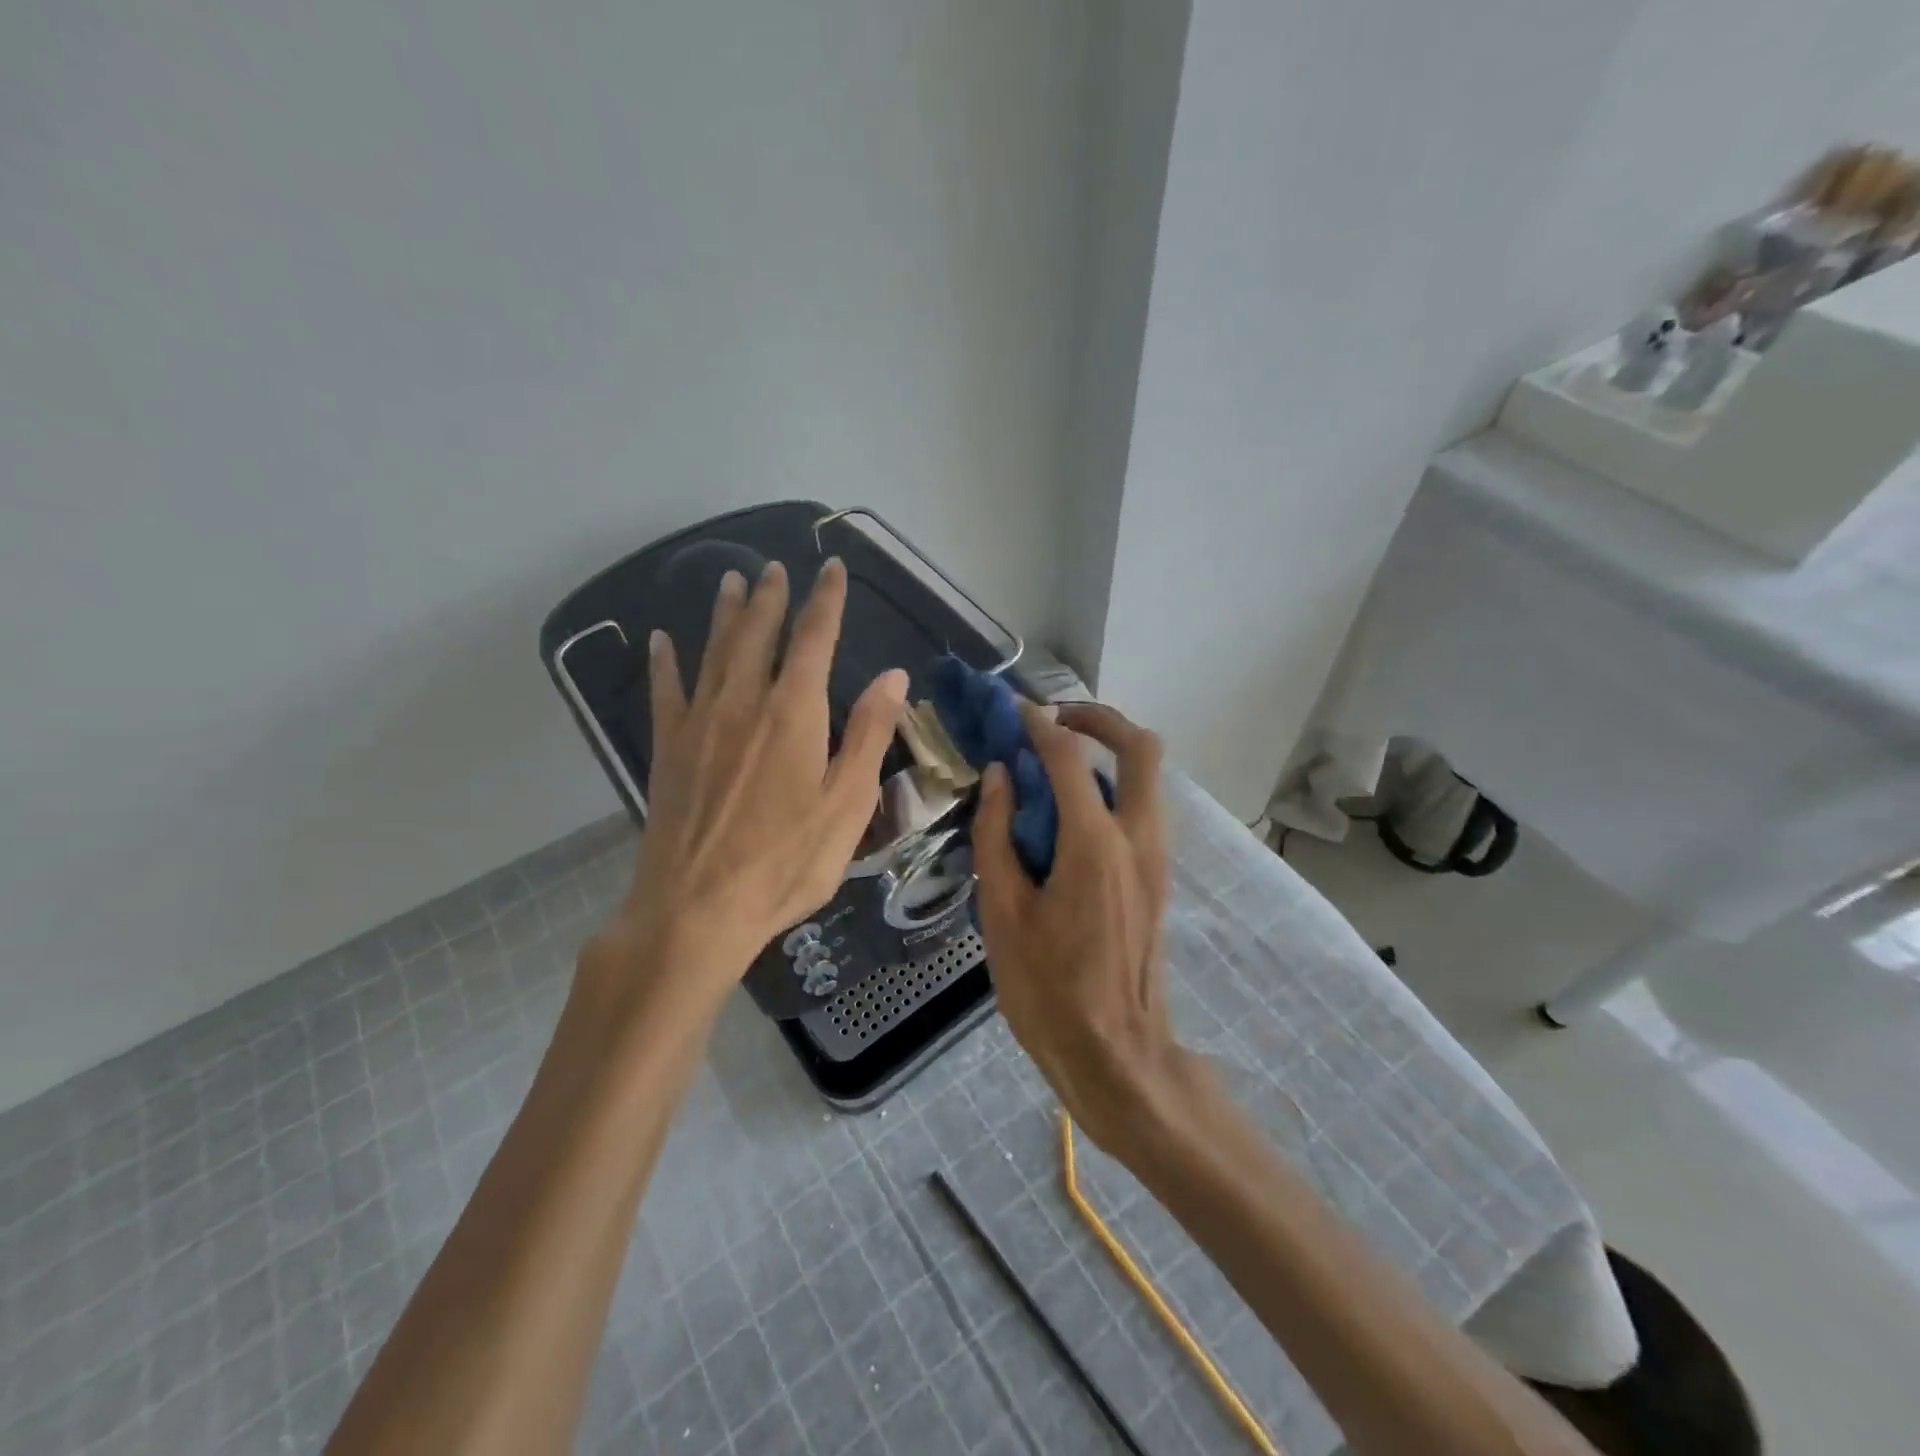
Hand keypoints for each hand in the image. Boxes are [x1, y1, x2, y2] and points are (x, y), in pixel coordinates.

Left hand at [589, 559, 906, 1002]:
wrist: (697, 908)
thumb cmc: (786, 862)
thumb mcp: (846, 804)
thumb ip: (868, 735)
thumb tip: (892, 676)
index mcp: (794, 713)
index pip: (814, 639)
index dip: (826, 600)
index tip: (831, 567)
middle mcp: (744, 703)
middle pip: (757, 635)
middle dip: (771, 598)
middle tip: (775, 568)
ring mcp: (699, 724)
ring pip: (714, 652)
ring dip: (725, 614)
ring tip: (731, 581)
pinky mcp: (668, 750)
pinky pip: (666, 692)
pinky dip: (664, 662)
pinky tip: (659, 640)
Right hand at [972, 701, 1192, 1149]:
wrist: (1117, 1056)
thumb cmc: (1048, 991)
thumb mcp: (1003, 913)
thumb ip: (997, 835)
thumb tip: (998, 777)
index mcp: (1094, 845)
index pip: (1070, 758)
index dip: (1040, 725)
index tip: (1015, 710)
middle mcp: (1139, 838)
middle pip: (1142, 748)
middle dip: (1100, 719)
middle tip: (1056, 721)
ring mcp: (1158, 858)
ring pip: (1149, 777)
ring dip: (1109, 753)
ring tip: (1056, 764)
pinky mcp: (1159, 878)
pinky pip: (1143, 809)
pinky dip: (1113, 788)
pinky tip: (1070, 815)